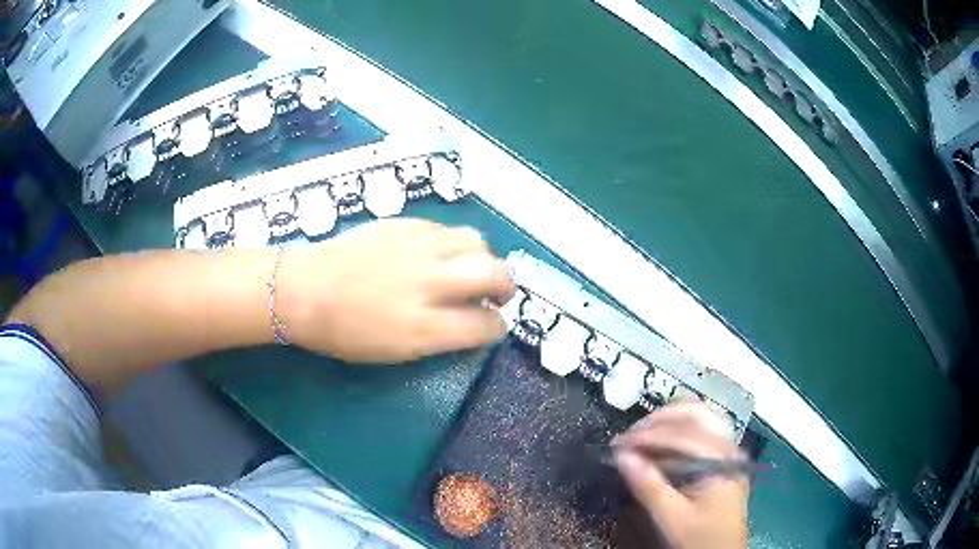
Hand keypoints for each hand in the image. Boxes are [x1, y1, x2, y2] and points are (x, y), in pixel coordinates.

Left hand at [278, 219, 515, 362]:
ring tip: (471, 268)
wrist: (305, 289)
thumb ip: (440, 338)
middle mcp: (429, 282)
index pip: (486, 325)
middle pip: (494, 273)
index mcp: (425, 326)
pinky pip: (446, 229)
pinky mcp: (405, 225)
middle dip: (506, 286)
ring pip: (476, 241)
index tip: (492, 327)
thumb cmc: (343, 332)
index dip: (496, 329)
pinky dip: (454, 244)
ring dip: (483, 258)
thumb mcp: (395, 352)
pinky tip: (440, 254)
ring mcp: (418, 248)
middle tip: (497, 295)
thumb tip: (469, 323)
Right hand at [613, 403, 748, 548]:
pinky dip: (678, 431)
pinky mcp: (723, 459)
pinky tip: (661, 444)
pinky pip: (702, 432)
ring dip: (670, 420)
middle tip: (631, 435)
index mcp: (720, 458)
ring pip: (700, 418)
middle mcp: (728, 446)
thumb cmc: (701, 537)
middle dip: (660, 419)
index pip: (681, 435)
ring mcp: (728, 451)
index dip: (647, 436)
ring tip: (642, 434)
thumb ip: (649, 487)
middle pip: (696, 414)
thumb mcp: (673, 518)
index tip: (617, 444)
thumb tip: (621, 457)